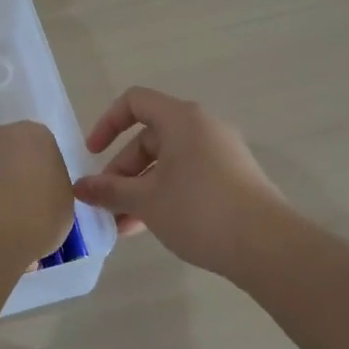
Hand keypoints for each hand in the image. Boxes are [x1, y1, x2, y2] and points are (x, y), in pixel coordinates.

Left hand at [0, 122, 76, 263]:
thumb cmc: (38, 213)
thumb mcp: (65, 206)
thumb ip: (55, 192)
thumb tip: (42, 195)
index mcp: (37, 134)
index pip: (46, 151)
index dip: (47, 177)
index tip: (47, 200)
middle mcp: (3, 134)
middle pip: (15, 154)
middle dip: (19, 176)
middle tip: (27, 208)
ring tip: (4, 223)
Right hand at [73, 87, 290, 277]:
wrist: (268, 246)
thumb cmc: (199, 210)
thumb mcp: (146, 200)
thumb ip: (109, 191)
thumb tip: (80, 188)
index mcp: (182, 119)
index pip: (135, 102)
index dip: (107, 123)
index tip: (93, 154)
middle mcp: (203, 128)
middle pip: (149, 137)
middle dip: (122, 171)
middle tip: (106, 203)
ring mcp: (221, 154)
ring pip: (168, 163)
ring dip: (141, 189)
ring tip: (122, 226)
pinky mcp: (233, 180)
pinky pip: (188, 177)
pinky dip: (165, 195)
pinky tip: (150, 227)